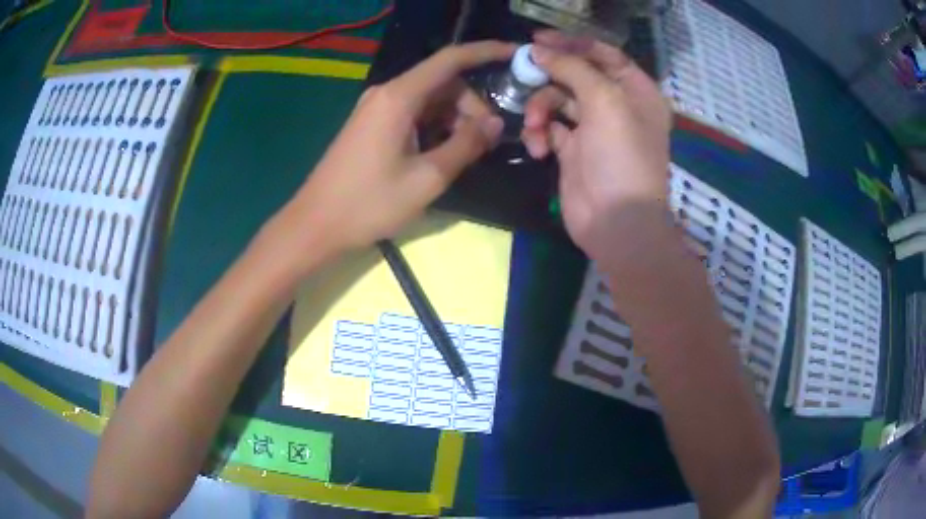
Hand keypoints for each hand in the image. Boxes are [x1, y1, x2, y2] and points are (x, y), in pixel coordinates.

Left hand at [268, 41, 513, 271]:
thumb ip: (466, 145)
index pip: (450, 59)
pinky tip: (440, 152)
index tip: (515, 55)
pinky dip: (434, 126)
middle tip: (484, 142)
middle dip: (471, 105)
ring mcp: (376, 107)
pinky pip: (412, 112)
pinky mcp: (371, 123)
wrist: (316, 224)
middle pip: (442, 82)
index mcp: (399, 97)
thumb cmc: (369, 203)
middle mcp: (387, 93)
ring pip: (429, 99)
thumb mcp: (427, 178)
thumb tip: (495, 123)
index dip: (486, 52)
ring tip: (463, 154)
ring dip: (453, 119)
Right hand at [520, 32, 671, 265]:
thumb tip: (538, 51)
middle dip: (550, 76)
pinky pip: (548, 127)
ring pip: (557, 100)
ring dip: (540, 109)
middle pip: (576, 74)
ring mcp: (594, 128)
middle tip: (522, 73)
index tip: (538, 40)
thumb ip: (571, 69)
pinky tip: (538, 148)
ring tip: (535, 128)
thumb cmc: (621, 156)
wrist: (616, 221)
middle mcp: (616, 105)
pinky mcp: (573, 150)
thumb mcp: (604, 102)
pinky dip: (539, 134)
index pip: (604, 54)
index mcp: (635, 91)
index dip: (572, 44)